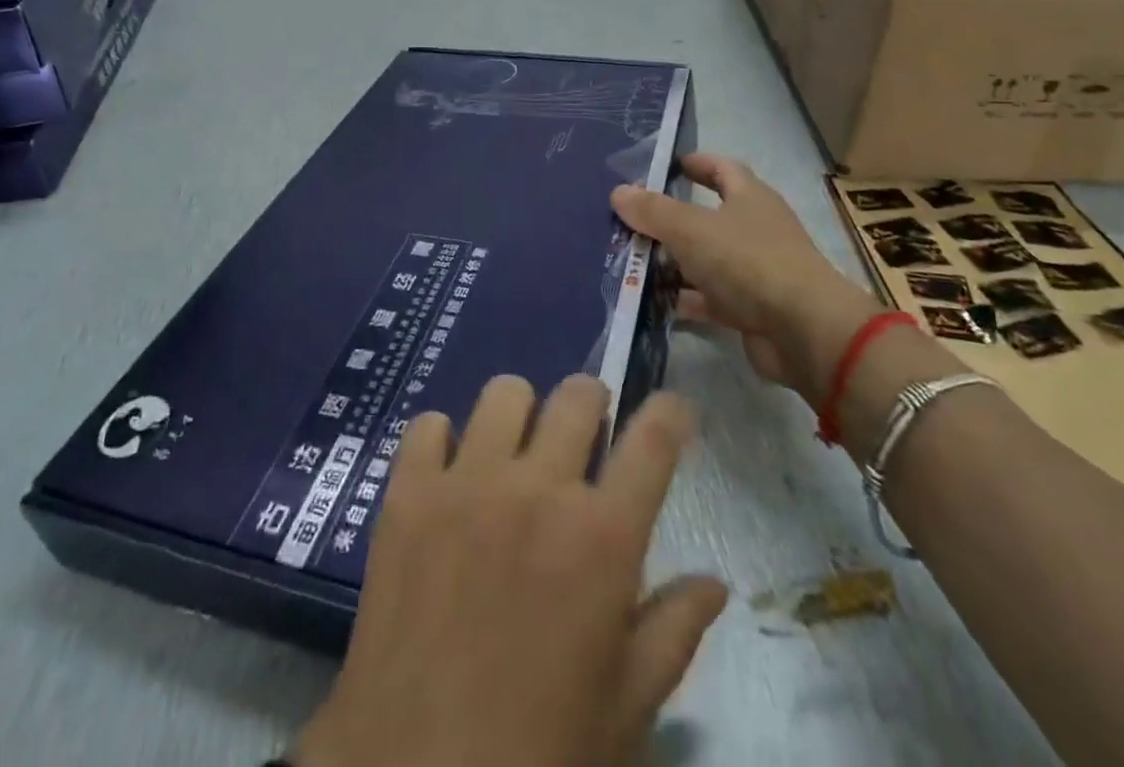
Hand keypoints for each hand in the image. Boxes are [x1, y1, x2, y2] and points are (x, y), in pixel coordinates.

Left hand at [293, 377, 726, 766]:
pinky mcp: (408, 493)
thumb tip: (715, 583)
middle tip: (585, 438)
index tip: (674, 408)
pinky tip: (448, 475)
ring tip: (514, 452)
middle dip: (593, 405)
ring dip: (520, 414)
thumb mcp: (625, 706)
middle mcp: (538, 488)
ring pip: (505, 393)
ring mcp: (468, 482)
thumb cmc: (540, 749)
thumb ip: (673, 631)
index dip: (671, 412)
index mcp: (602, 538)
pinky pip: (426, 425)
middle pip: (578, 395)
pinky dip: (442, 439)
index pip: (653, 441)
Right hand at [611, 155, 879, 399]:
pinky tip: (651, 302)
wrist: (803, 331)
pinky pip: (709, 298)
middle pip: (707, 217)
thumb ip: (653, 211)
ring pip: (705, 259)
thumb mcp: (691, 229)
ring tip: (630, 262)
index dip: (695, 164)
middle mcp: (755, 229)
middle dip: (670, 219)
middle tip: (630, 220)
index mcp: (750, 197)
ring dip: (672, 261)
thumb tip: (619, 191)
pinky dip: (683, 299)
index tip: (665, 166)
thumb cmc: (748, 261)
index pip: (722, 168)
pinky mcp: (751, 310)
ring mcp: (754, 271)